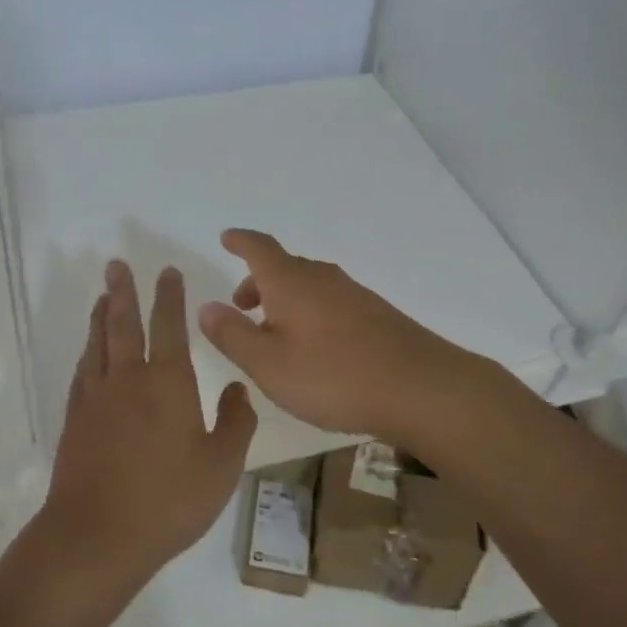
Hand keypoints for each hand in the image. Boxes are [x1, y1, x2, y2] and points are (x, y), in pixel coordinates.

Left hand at [38, 260, 257, 591]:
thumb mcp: (221, 466)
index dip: (169, 296)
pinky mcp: (76, 419)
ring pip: (98, 343)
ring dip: (102, 315)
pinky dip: (88, 351)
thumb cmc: (168, 500)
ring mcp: (97, 398)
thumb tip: (237, 388)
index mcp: (168, 382)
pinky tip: (90, 351)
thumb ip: (235, 422)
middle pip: (123, 323)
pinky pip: (83, 371)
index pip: (169, 326)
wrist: (97, 535)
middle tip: (116, 264)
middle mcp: (129, 379)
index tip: (167, 272)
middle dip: (123, 291)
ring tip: (104, 296)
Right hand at [196, 228, 483, 448]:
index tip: (227, 238)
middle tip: (241, 306)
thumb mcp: (268, 365)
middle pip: (284, 268)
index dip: (240, 241)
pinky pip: (331, 303)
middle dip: (258, 281)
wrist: (421, 389)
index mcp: (291, 282)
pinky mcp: (377, 316)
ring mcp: (354, 295)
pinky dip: (311, 313)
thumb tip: (206, 307)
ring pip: (309, 287)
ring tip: (274, 334)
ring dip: (285, 301)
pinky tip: (315, 348)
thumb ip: (233, 335)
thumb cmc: (334, 376)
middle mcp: (323, 279)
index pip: (259, 248)